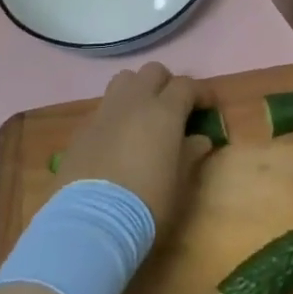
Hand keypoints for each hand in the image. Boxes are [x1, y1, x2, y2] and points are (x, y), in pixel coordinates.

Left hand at [57, 62, 209, 232]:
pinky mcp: (83, 128)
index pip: (187, 85)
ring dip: (138, 89)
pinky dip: (117, 112)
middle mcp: (134, 102)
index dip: (201, 93)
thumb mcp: (179, 181)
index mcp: (164, 111)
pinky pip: (105, 106)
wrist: (91, 221)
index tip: (209, 107)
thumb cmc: (147, 202)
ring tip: (144, 114)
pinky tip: (119, 138)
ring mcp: (105, 112)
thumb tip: (200, 139)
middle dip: (167, 84)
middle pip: (153, 71)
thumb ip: (191, 153)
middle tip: (175, 108)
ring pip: (125, 80)